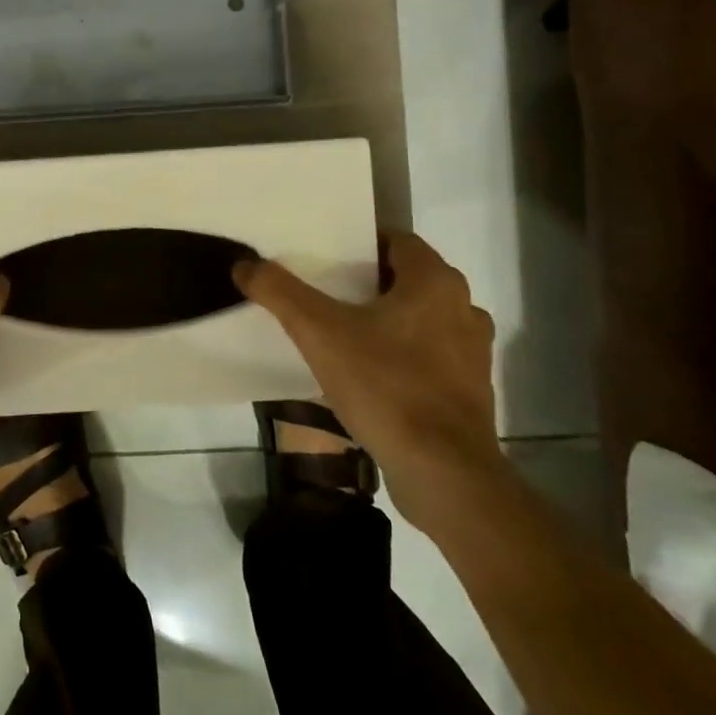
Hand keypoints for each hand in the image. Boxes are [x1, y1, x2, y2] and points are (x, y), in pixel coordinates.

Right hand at [234, 231, 505, 530]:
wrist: (443, 474)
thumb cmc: (386, 386)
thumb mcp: (319, 333)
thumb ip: (279, 292)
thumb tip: (243, 264)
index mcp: (435, 282)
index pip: (397, 241)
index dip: (359, 243)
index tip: (324, 254)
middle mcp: (463, 308)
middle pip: (407, 279)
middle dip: (366, 282)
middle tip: (322, 289)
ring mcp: (471, 353)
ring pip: (419, 319)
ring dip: (384, 320)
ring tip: (339, 331)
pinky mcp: (468, 391)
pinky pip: (427, 356)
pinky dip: (399, 355)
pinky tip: (365, 373)